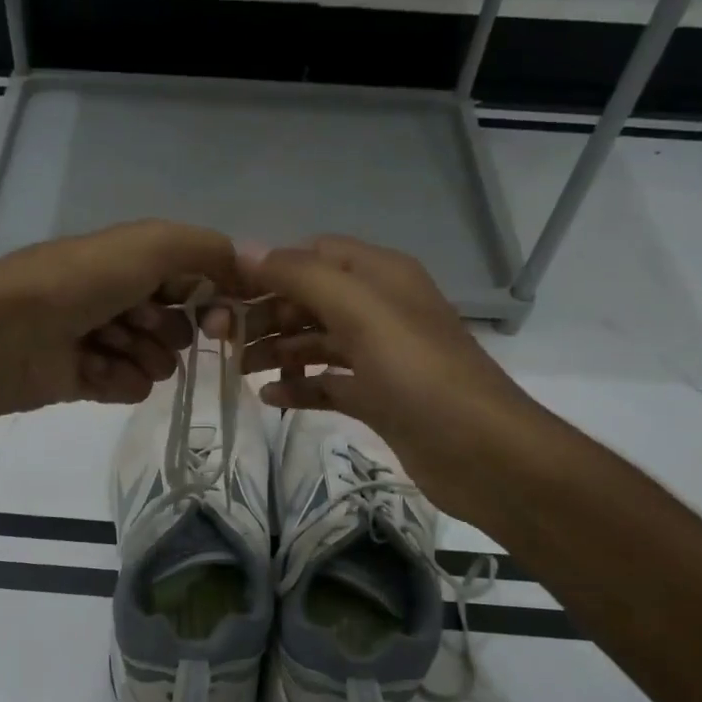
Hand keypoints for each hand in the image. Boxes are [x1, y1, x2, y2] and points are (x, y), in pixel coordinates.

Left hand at [0, 221, 240, 422]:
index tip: (221, 317)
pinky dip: (116, 380)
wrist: (3, 333)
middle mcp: (125, 297)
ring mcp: (106, 340)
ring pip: (159, 362)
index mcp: (136, 260)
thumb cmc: (80, 281)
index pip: (198, 282)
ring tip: (107, 346)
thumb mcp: (151, 245)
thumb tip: (248, 271)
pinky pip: (131, 388)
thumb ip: (208, 251)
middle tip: (140, 324)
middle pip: (182, 327)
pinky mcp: (90, 379)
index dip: (215, 300)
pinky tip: (89, 369)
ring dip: (140, 356)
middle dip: (168, 329)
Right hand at [228, 236, 542, 514]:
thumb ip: (302, 276)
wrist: (480, 452)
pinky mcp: (377, 397)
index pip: (313, 254)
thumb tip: (243, 248)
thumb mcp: (360, 311)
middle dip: (266, 313)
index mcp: (380, 275)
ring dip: (276, 349)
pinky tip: (270, 398)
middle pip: (310, 299)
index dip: (269, 268)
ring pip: (315, 341)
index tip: (224, 292)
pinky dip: (299, 386)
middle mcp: (379, 308)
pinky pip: (328, 383)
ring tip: (237, 369)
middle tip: (222, 338)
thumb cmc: (418, 373)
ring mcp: (379, 355)